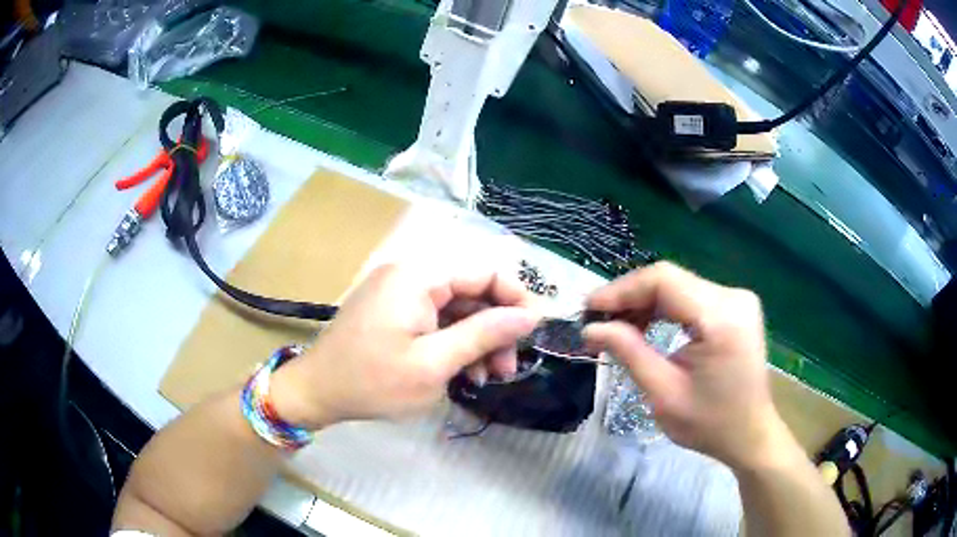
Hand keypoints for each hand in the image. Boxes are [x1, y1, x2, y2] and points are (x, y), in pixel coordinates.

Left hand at [272, 264, 539, 428]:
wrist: (316, 392)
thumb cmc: (372, 382)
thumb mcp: (433, 364)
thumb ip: (483, 334)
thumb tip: (530, 315)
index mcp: (419, 276)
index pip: (484, 272)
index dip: (516, 299)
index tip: (534, 333)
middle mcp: (410, 274)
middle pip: (471, 291)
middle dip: (494, 329)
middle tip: (507, 369)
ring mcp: (400, 292)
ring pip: (456, 308)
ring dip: (476, 341)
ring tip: (487, 378)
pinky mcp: (394, 310)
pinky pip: (435, 318)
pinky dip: (453, 343)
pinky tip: (463, 373)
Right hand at [584, 262, 782, 469]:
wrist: (750, 435)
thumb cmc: (709, 424)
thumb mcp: (664, 393)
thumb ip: (629, 352)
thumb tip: (591, 328)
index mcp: (721, 318)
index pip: (664, 281)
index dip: (622, 290)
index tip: (588, 309)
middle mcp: (734, 297)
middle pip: (671, 280)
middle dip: (630, 298)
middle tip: (598, 321)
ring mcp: (738, 300)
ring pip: (679, 286)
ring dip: (645, 303)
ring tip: (617, 327)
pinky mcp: (736, 307)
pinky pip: (692, 297)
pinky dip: (665, 308)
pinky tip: (646, 325)